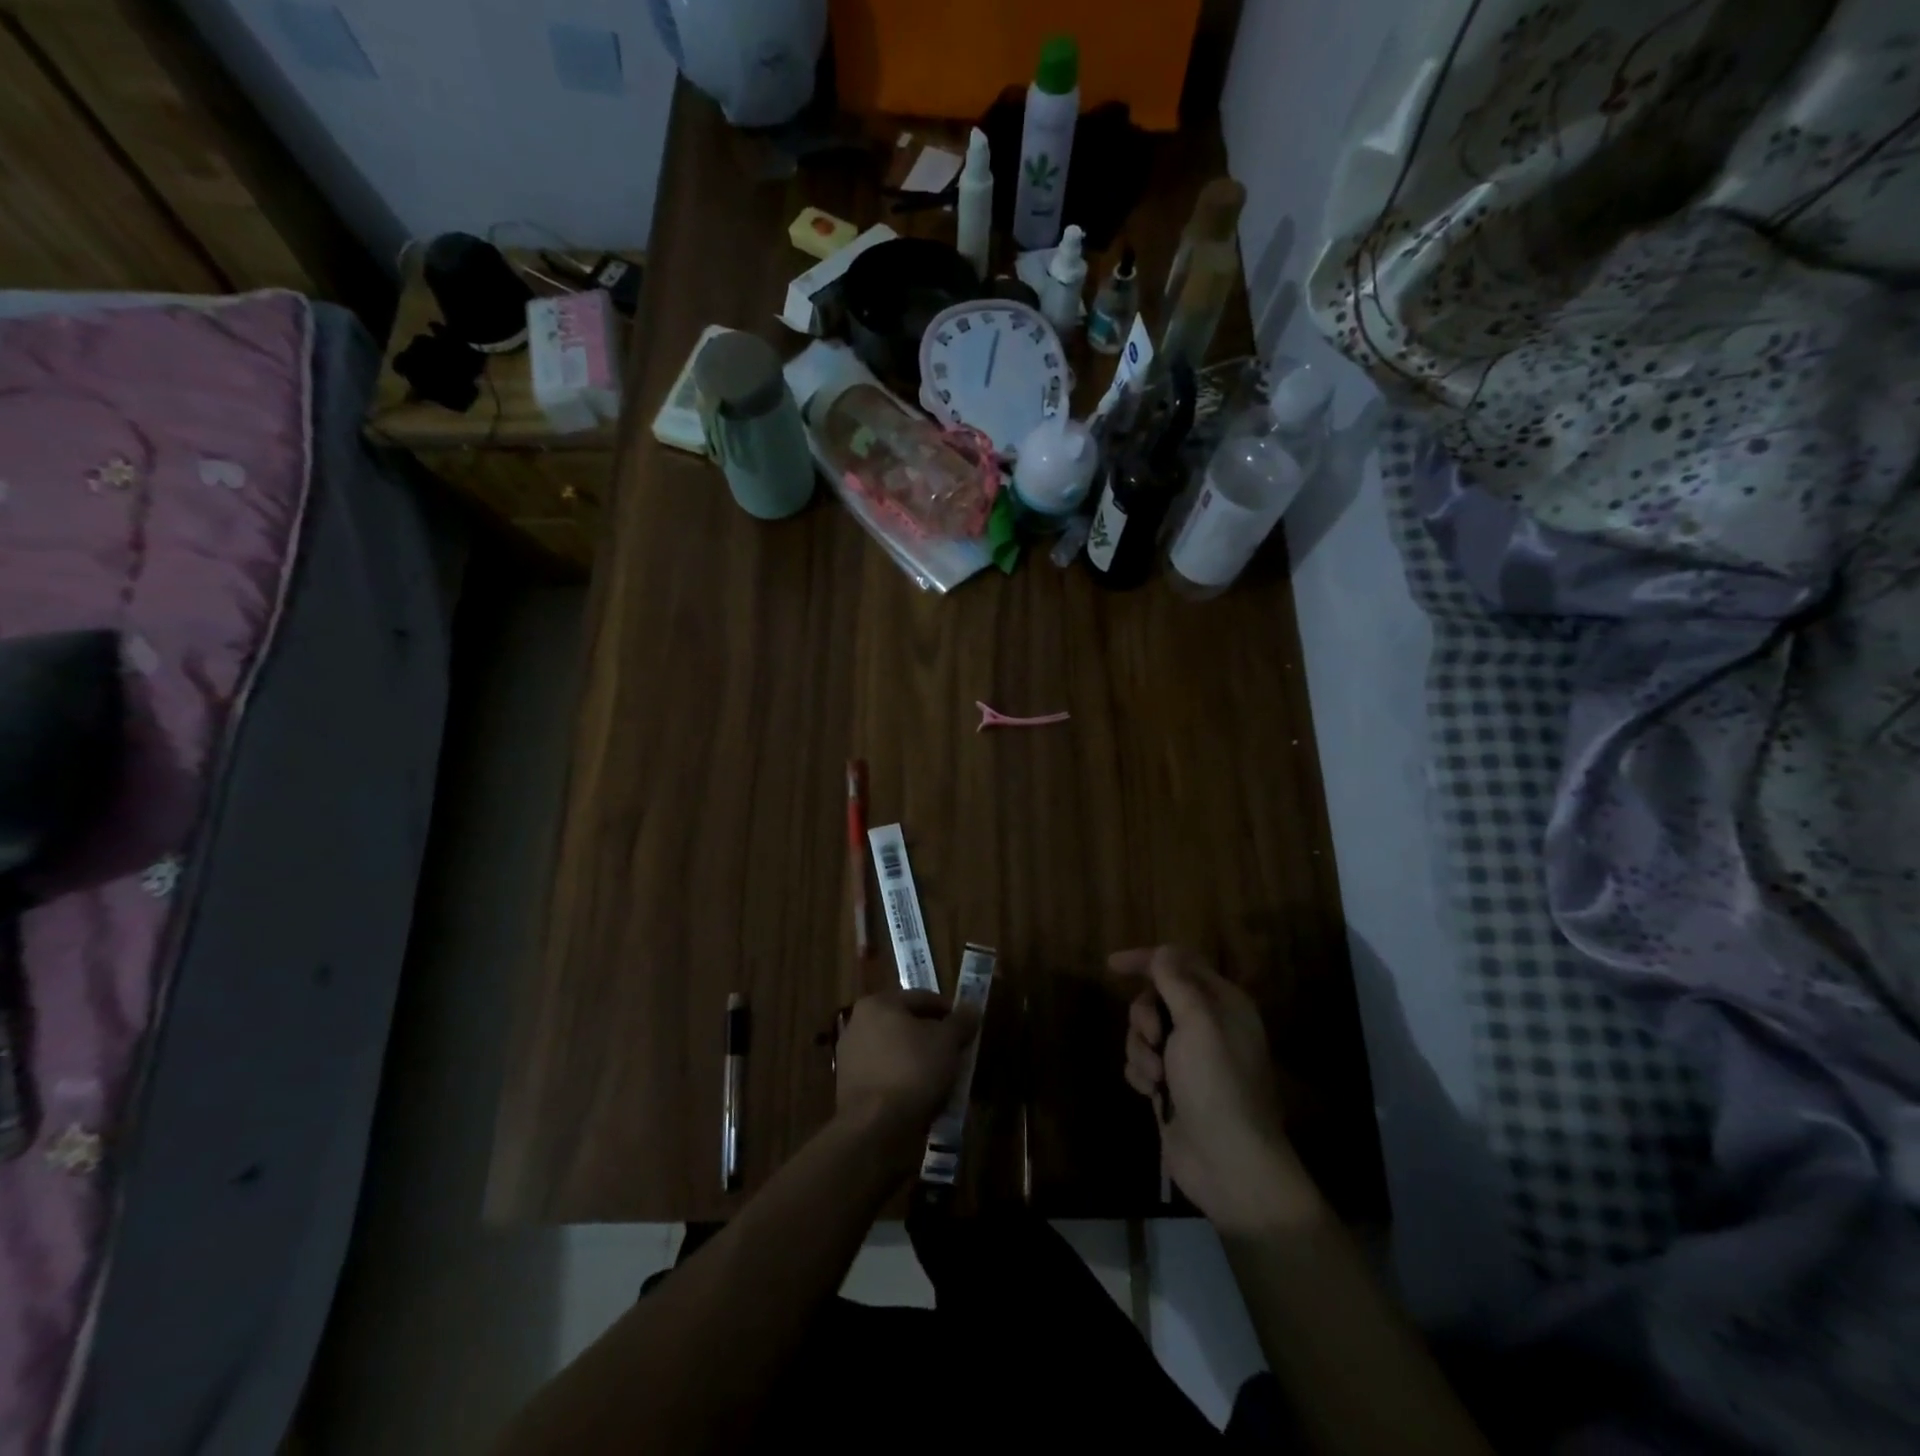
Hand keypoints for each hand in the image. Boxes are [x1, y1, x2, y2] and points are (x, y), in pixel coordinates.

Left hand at [835, 989, 979, 1166]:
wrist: (874, 1127)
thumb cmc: (912, 1071)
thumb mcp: (947, 1042)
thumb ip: (960, 1022)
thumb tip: (970, 1008)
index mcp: (878, 1003)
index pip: (922, 998)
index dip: (949, 1011)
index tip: (967, 1028)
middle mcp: (858, 1023)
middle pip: (907, 1024)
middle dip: (933, 1037)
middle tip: (956, 1052)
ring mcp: (850, 1056)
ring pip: (896, 1051)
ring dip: (919, 1060)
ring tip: (942, 1077)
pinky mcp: (848, 1087)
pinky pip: (885, 1074)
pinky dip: (904, 1080)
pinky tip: (921, 1095)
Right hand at [1113, 947, 1319, 1233]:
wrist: (1229, 1164)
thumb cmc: (1217, 1085)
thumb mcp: (1198, 1023)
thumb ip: (1176, 981)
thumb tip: (1162, 952)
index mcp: (1223, 1003)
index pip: (1180, 963)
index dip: (1146, 960)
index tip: (1111, 966)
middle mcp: (1207, 1025)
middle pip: (1156, 997)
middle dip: (1144, 1016)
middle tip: (1154, 1038)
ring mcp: (1188, 1058)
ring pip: (1143, 1031)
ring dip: (1141, 1050)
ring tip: (1157, 1078)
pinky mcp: (1171, 1086)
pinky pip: (1140, 1062)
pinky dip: (1140, 1073)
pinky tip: (1152, 1094)